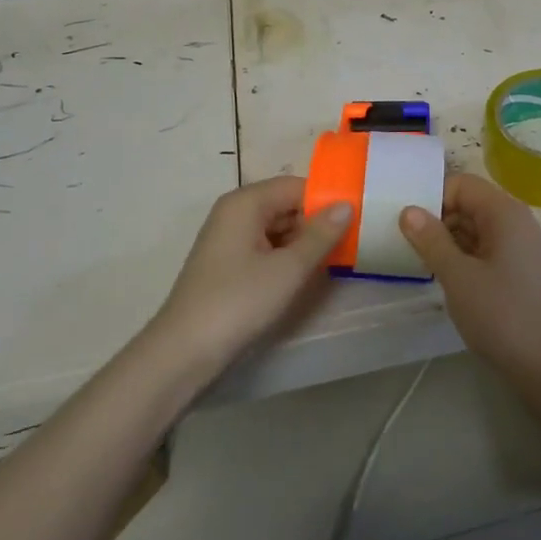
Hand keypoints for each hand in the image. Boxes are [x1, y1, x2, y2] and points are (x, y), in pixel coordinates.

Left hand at [150, 178, 350, 378]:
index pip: (296, 186)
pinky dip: (286, 257)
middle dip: (316, 222)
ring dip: (303, 242)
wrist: (183, 353)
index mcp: (246, 203)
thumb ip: (321, 235)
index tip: (357, 217)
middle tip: (352, 242)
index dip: (326, 199)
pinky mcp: (227, 263)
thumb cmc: (238, 302)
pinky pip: (265, 247)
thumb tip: (346, 205)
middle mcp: (235, 212)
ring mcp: (228, 238)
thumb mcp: (288, 269)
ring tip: (335, 259)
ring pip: (277, 228)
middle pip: (286, 205)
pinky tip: (304, 275)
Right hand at [399, 173, 540, 375]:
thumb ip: (432, 240)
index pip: (462, 184)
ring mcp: (524, 249)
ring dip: (451, 243)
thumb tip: (409, 210)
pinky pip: (489, 252)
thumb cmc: (503, 315)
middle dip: (439, 221)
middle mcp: (517, 222)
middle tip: (408, 247)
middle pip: (470, 204)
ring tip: (423, 266)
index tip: (407, 226)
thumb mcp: (458, 277)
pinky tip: (450, 283)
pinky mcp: (525, 274)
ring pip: (478, 230)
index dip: (433, 199)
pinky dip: (467, 260)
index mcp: (504, 212)